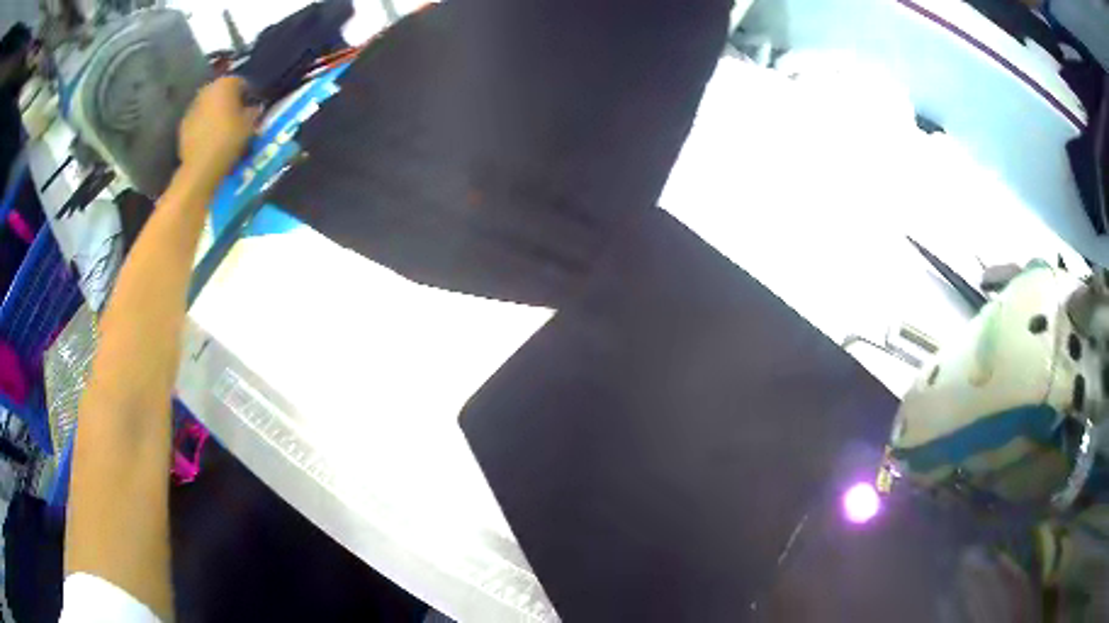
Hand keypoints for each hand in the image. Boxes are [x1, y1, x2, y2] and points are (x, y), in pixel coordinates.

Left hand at [178, 77, 259, 190]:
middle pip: (221, 90)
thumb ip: (253, 111)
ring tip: (221, 128)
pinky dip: (204, 124)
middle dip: (229, 100)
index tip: (251, 107)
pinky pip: (198, 119)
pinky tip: (209, 137)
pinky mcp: (183, 124)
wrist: (200, 167)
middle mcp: (207, 89)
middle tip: (236, 116)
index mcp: (225, 84)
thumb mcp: (249, 125)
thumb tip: (253, 108)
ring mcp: (192, 106)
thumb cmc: (228, 140)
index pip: (241, 82)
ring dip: (215, 111)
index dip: (248, 94)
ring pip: (208, 104)